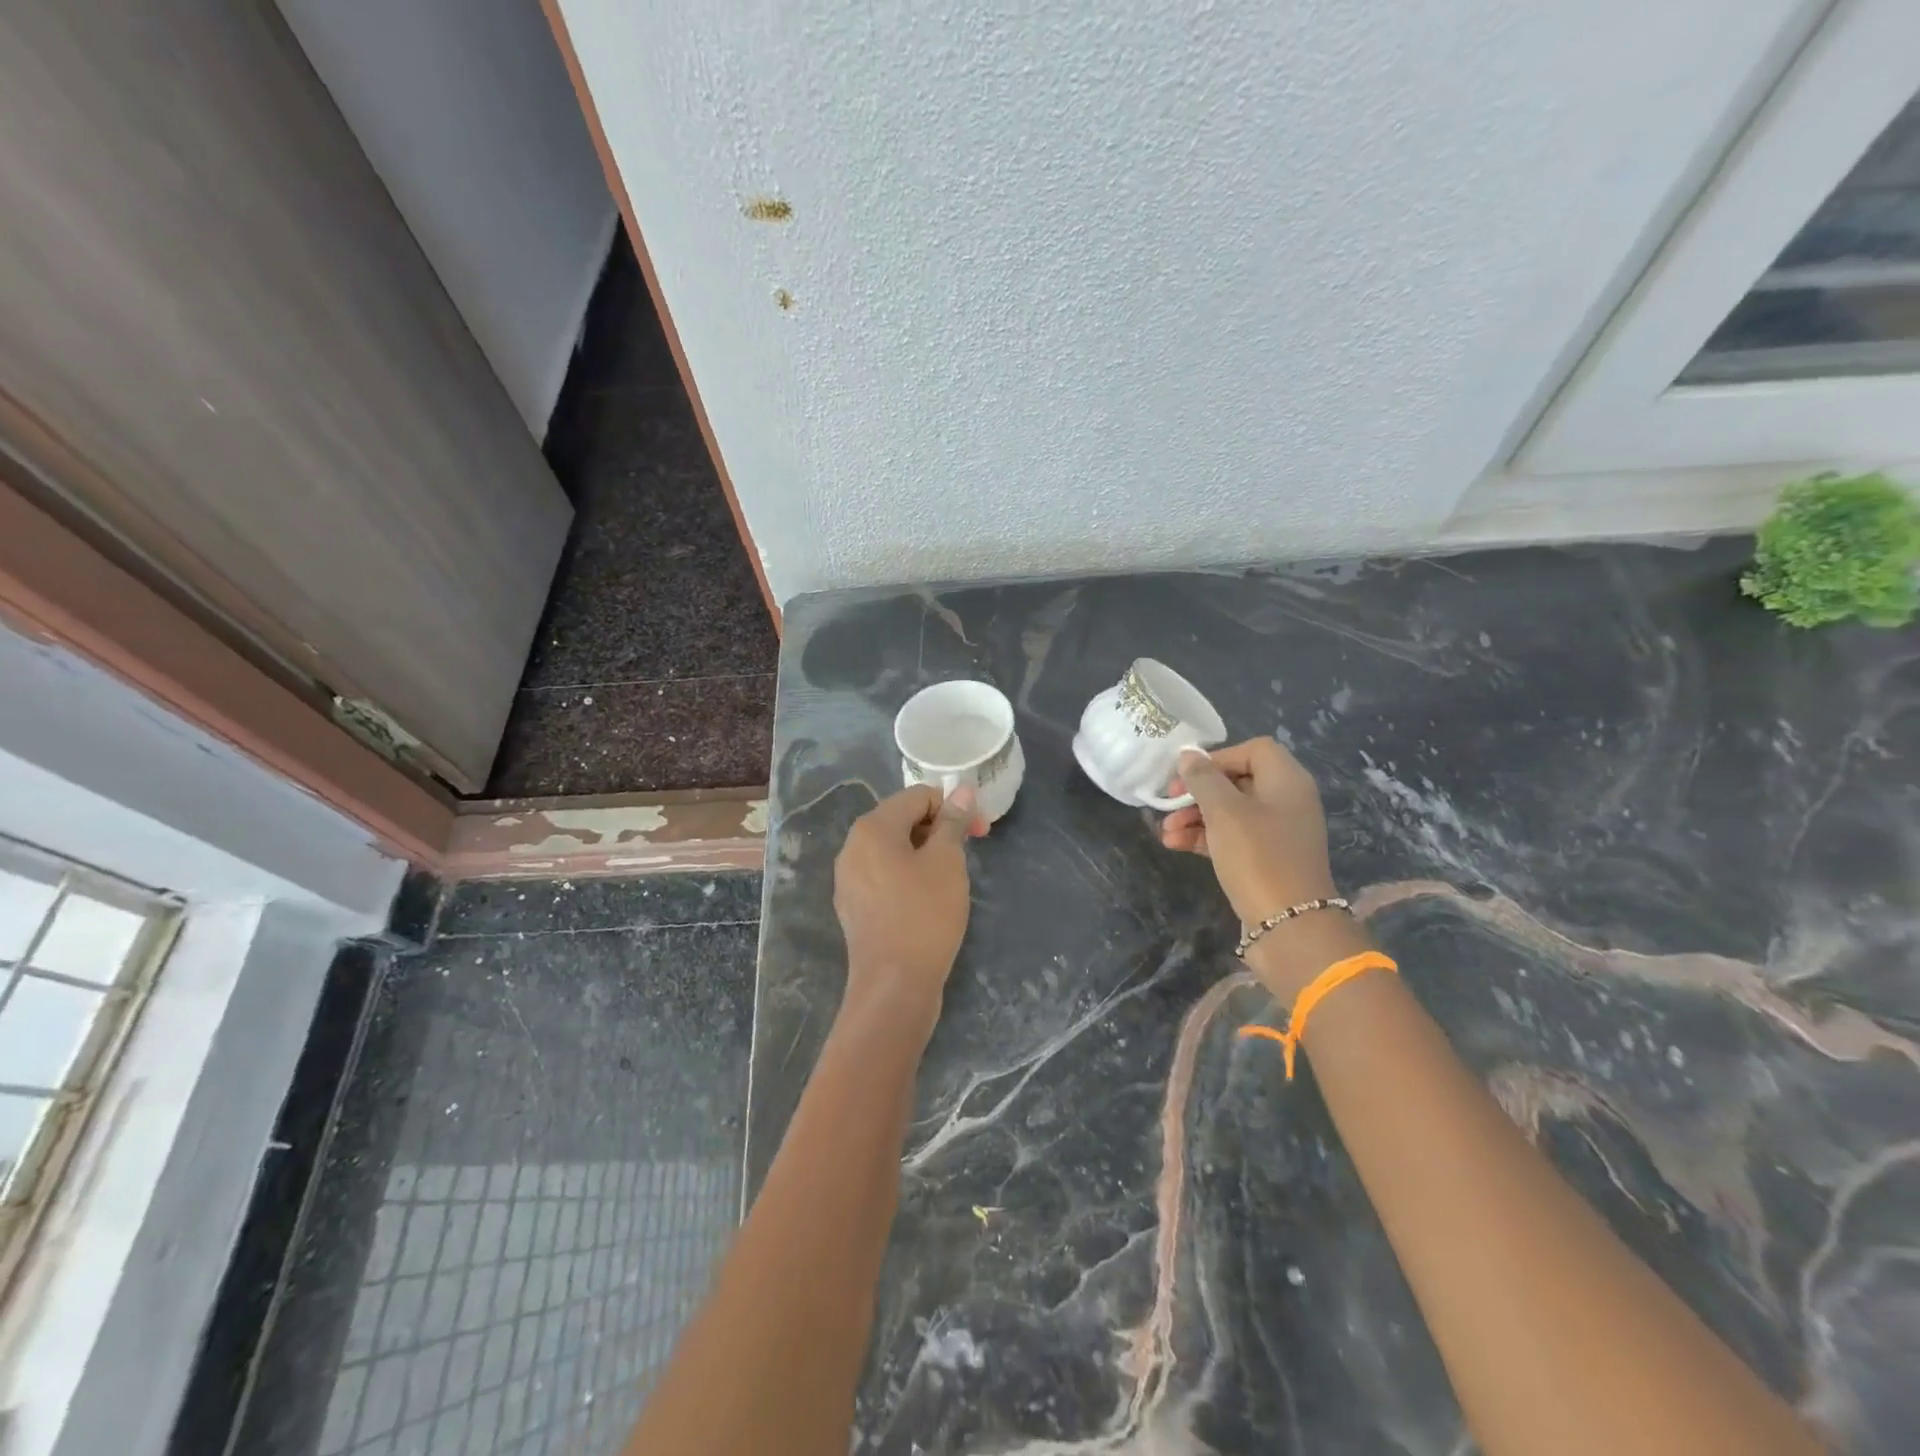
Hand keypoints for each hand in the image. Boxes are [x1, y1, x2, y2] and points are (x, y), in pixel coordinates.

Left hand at [833, 784, 979, 1043]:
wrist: (893, 985)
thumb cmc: (924, 915)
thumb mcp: (947, 862)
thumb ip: (953, 822)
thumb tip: (961, 790)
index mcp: (872, 828)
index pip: (918, 797)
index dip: (953, 807)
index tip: (980, 831)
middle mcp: (853, 846)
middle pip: (902, 820)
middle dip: (940, 829)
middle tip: (971, 852)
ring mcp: (849, 878)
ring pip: (894, 849)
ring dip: (926, 852)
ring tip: (952, 876)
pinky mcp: (854, 905)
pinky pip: (885, 875)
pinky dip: (909, 875)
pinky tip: (929, 898)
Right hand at [1160, 737, 1336, 924]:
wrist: (1290, 927)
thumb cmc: (1258, 858)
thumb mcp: (1225, 812)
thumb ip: (1203, 779)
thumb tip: (1188, 755)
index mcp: (1287, 781)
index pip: (1253, 750)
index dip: (1218, 758)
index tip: (1189, 776)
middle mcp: (1287, 802)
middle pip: (1238, 781)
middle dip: (1198, 792)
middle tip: (1169, 803)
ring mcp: (1278, 833)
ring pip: (1230, 812)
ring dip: (1195, 817)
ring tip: (1166, 832)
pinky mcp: (1266, 860)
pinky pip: (1232, 838)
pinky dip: (1205, 838)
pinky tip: (1175, 845)